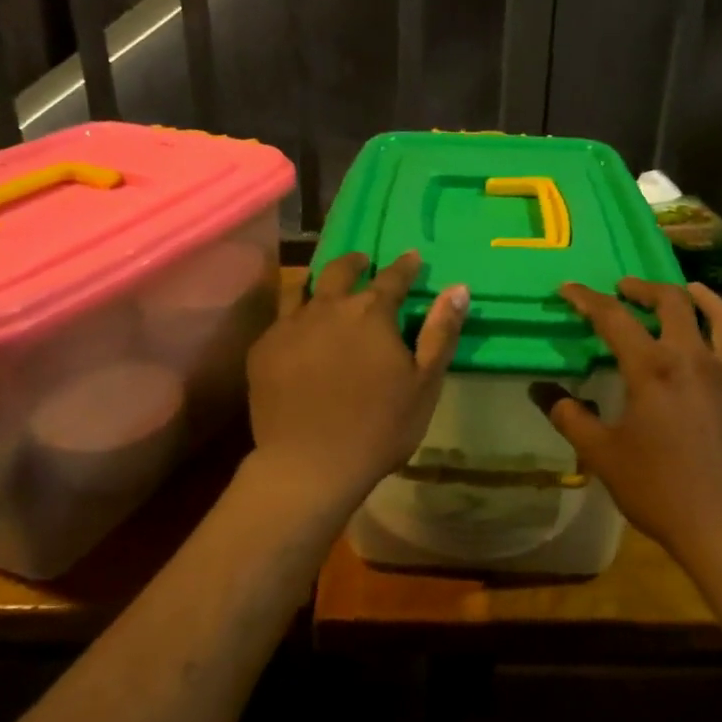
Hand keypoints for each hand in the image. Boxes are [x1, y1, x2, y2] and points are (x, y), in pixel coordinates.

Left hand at [246, 252, 468, 512]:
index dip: (405, 267)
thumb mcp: (424, 383)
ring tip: (326, 287)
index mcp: (371, 313)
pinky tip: (297, 330)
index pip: (393, 278)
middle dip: (356, 263)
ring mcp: (290, 326)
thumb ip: (440, 332)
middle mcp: (328, 308)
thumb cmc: (379, 427)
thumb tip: (458, 288)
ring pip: (303, 289)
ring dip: (320, 282)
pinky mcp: (264, 349)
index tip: (412, 257)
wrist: (309, 464)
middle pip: (341, 272)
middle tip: (363, 262)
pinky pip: (280, 320)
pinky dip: (294, 317)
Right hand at [533, 278, 721, 557]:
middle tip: (621, 288)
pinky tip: (703, 338)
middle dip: (641, 288)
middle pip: (670, 302)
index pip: (614, 318)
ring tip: (680, 288)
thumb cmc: (658, 488)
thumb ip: (571, 418)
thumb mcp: (602, 455)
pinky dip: (716, 325)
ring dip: (692, 295)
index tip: (568, 289)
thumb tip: (545, 393)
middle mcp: (691, 358)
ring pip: (714, 315)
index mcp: (652, 368)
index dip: (587, 299)